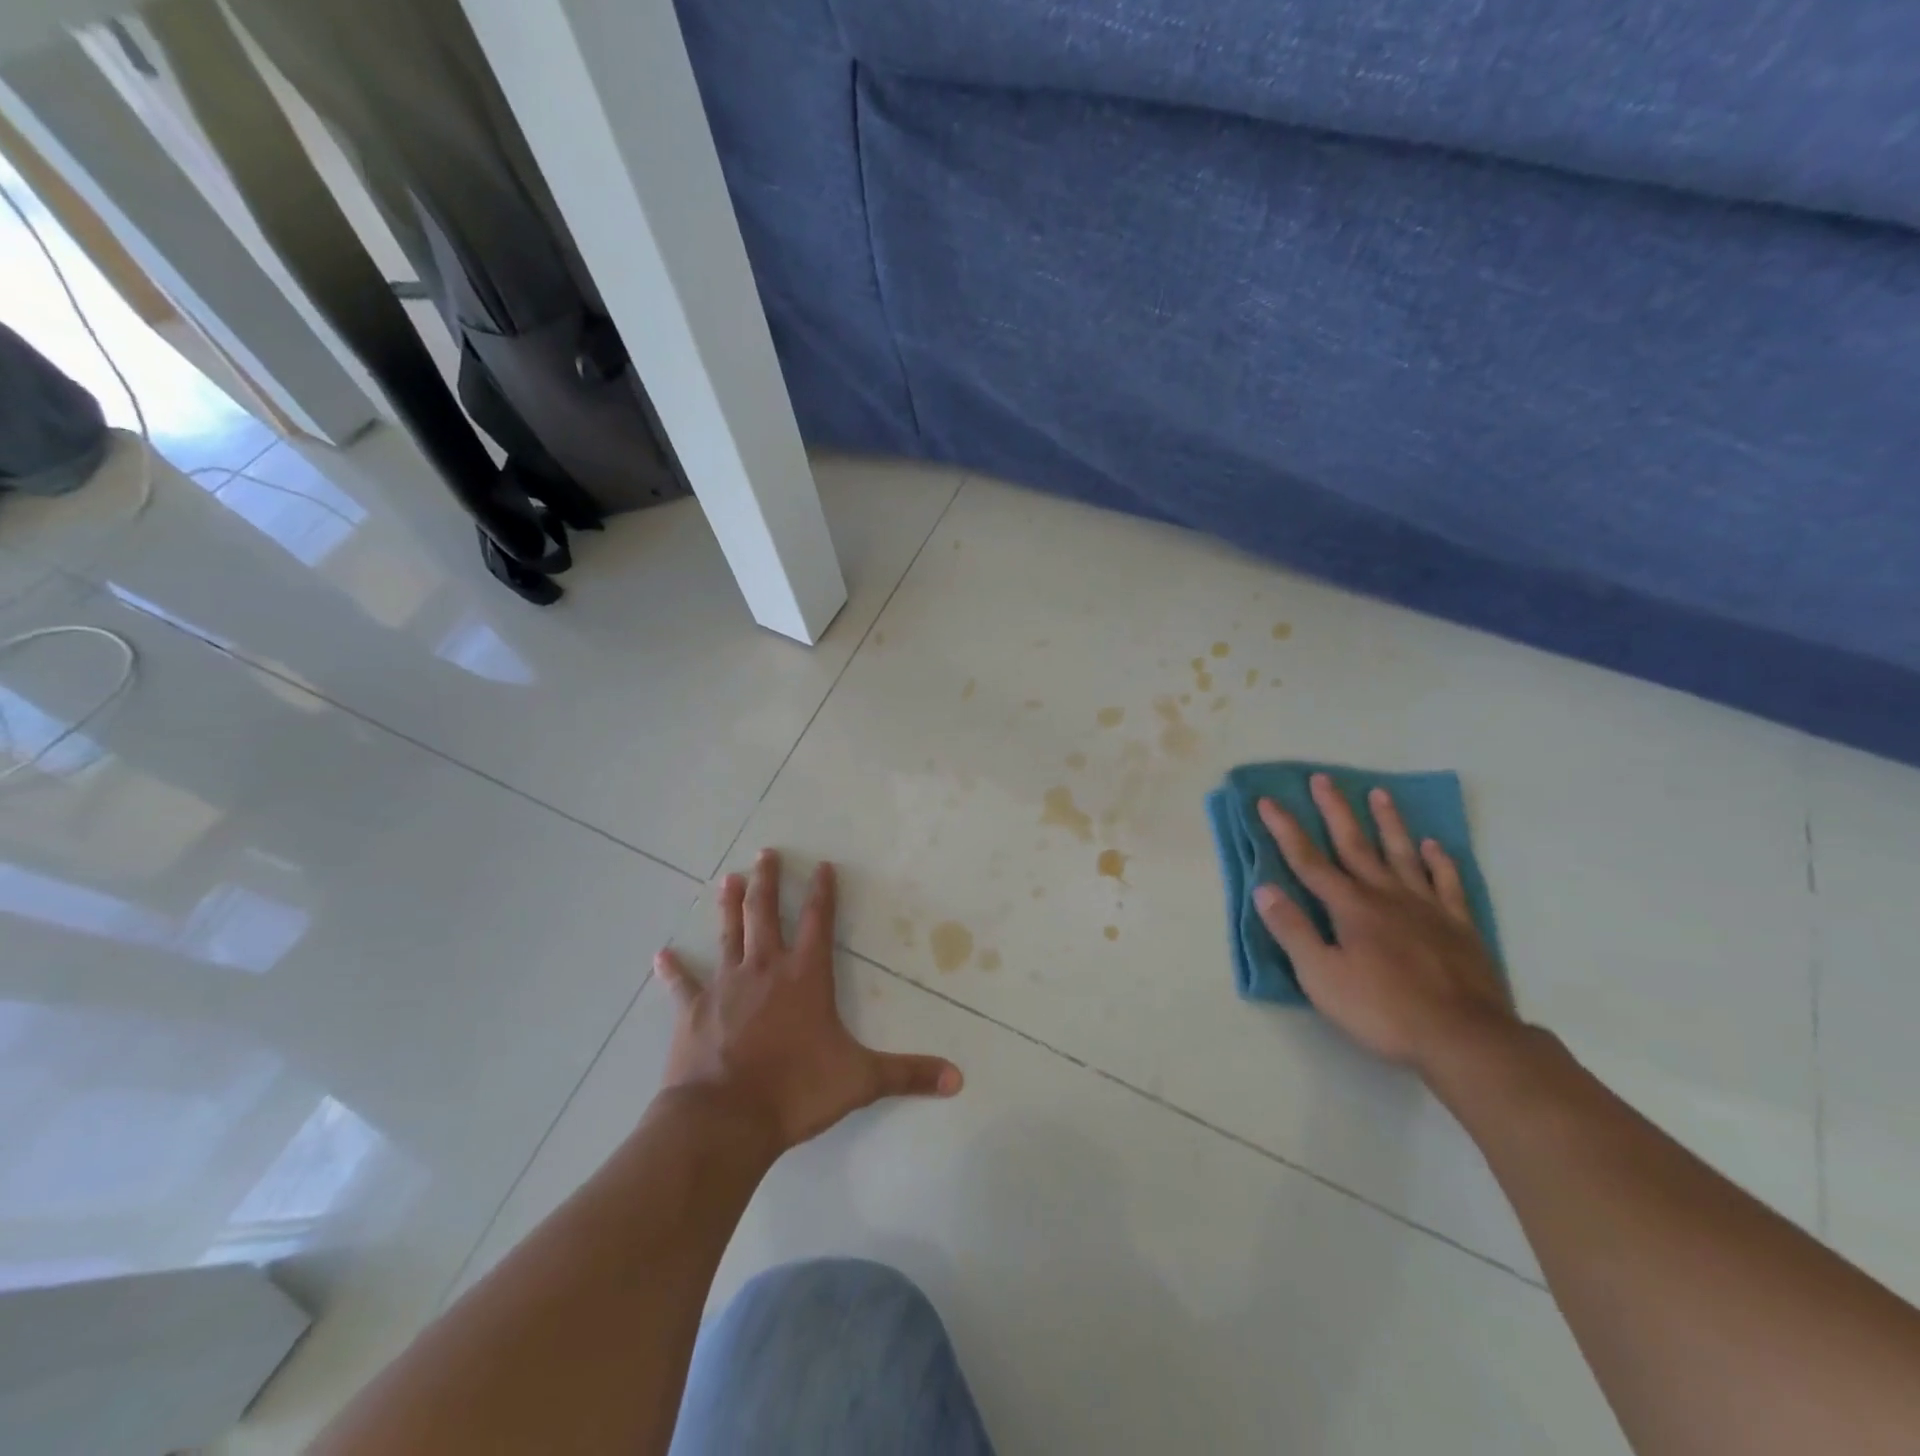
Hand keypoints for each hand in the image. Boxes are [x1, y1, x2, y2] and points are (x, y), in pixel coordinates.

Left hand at [654, 849, 962, 1155]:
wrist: (726, 1118)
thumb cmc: (796, 1090)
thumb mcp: (860, 1080)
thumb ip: (908, 1074)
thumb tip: (959, 1080)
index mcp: (805, 977)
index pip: (819, 922)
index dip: (823, 892)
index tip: (822, 865)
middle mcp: (765, 969)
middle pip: (766, 914)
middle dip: (769, 881)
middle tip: (765, 852)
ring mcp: (726, 986)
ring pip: (728, 934)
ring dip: (729, 906)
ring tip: (729, 878)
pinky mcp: (694, 1010)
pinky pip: (682, 984)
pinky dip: (673, 970)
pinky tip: (661, 954)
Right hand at [1254, 775, 1516, 1075]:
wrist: (1465, 1040)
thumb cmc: (1383, 1010)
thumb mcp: (1322, 977)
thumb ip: (1293, 931)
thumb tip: (1265, 889)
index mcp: (1349, 907)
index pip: (1308, 860)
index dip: (1285, 829)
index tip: (1268, 801)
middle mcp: (1386, 896)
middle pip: (1355, 844)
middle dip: (1335, 810)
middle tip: (1323, 778)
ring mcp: (1426, 908)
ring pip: (1402, 854)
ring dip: (1388, 823)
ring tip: (1380, 794)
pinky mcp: (1458, 927)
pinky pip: (1447, 883)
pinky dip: (1439, 861)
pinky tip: (1433, 846)